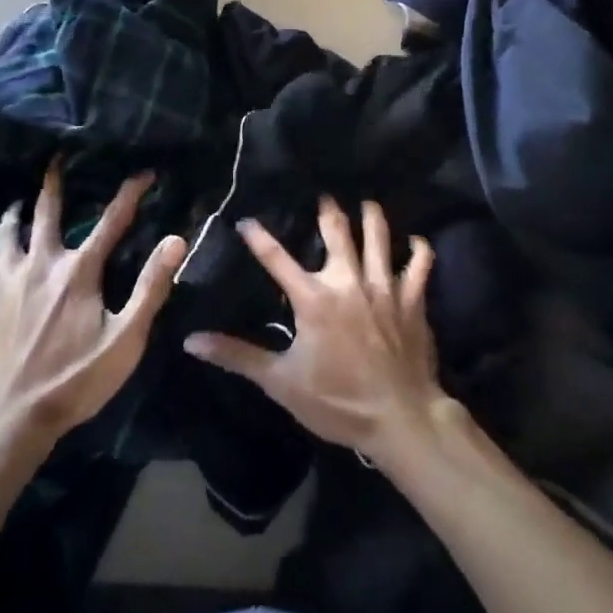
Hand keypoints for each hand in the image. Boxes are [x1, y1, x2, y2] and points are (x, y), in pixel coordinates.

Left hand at [0, 161, 187, 437]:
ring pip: (6, 233)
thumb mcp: (126, 339)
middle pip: (46, 212)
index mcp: (79, 271)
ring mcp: (7, 280)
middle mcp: (42, 263)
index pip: (112, 221)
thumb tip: (176, 239)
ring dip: (13, 214)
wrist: (11, 417)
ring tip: (17, 204)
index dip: (130, 193)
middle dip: (53, 182)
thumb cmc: (75, 379)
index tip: (144, 172)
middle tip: (55, 159)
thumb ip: (151, 287)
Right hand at [182, 198, 453, 465]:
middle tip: (324, 195)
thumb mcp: (281, 382)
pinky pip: (420, 266)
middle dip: (329, 211)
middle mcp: (348, 281)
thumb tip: (192, 341)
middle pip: (337, 233)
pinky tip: (419, 240)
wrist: (401, 418)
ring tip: (368, 203)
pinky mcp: (412, 300)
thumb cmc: (338, 401)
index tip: (246, 220)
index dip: (258, 237)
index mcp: (314, 298)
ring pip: (379, 239)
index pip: (277, 258)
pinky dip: (420, 250)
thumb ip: (238, 356)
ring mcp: (383, 287)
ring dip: (373, 218)